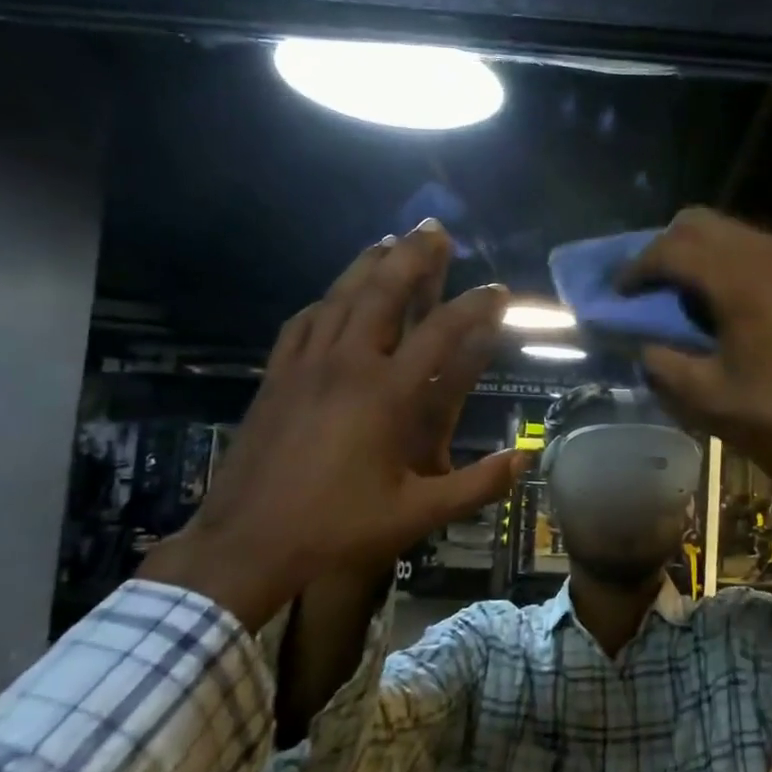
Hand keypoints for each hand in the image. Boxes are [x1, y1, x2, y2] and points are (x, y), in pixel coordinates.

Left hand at [139, 222, 520, 631]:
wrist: (247, 543)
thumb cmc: (337, 528)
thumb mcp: (416, 515)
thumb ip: (476, 486)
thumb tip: (525, 460)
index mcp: (385, 395)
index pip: (441, 334)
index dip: (474, 307)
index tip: (498, 289)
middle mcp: (346, 366)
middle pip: (382, 292)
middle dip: (413, 256)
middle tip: (435, 228)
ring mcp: (305, 367)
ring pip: (339, 297)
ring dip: (367, 264)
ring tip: (390, 240)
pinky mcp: (276, 377)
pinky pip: (303, 322)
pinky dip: (326, 300)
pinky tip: (334, 296)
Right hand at [618, 209, 771, 464]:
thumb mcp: (710, 396)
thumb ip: (665, 365)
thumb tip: (644, 346)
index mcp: (737, 279)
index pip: (671, 249)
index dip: (637, 267)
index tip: (620, 290)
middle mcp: (766, 252)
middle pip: (698, 222)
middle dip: (665, 246)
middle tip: (650, 284)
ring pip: (731, 229)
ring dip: (699, 250)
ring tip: (686, 289)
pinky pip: (759, 246)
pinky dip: (731, 259)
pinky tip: (730, 297)